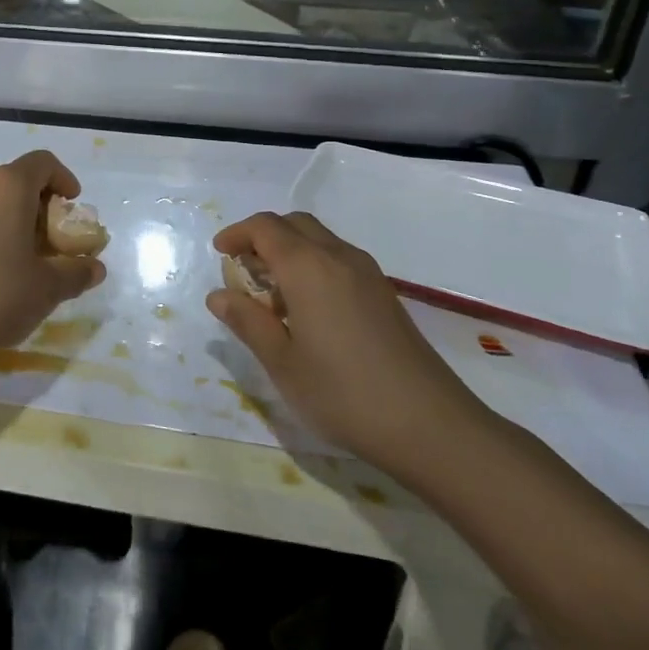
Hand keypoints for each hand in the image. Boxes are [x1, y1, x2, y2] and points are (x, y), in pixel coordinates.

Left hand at [0, 151, 105, 363]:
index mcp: (7, 186)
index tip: (71, 204)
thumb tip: (95, 268)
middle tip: (48, 238)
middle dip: (36, 203)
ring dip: (8, 214)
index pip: (42, 163)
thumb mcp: (48, 288)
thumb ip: (76, 272)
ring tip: (17, 253)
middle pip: (14, 179)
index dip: (63, 179)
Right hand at [206, 212, 492, 479]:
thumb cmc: (342, 393)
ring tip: (271, 293)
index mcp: (308, 267)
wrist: (429, 425)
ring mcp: (368, 274)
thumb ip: (247, 322)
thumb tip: (219, 295)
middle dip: (263, 236)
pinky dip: (313, 265)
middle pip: (295, 224)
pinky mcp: (385, 294)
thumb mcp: (281, 362)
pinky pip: (339, 260)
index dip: (237, 234)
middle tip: (242, 269)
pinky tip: (308, 309)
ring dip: (289, 250)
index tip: (219, 254)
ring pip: (320, 239)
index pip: (265, 227)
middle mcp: (339, 258)